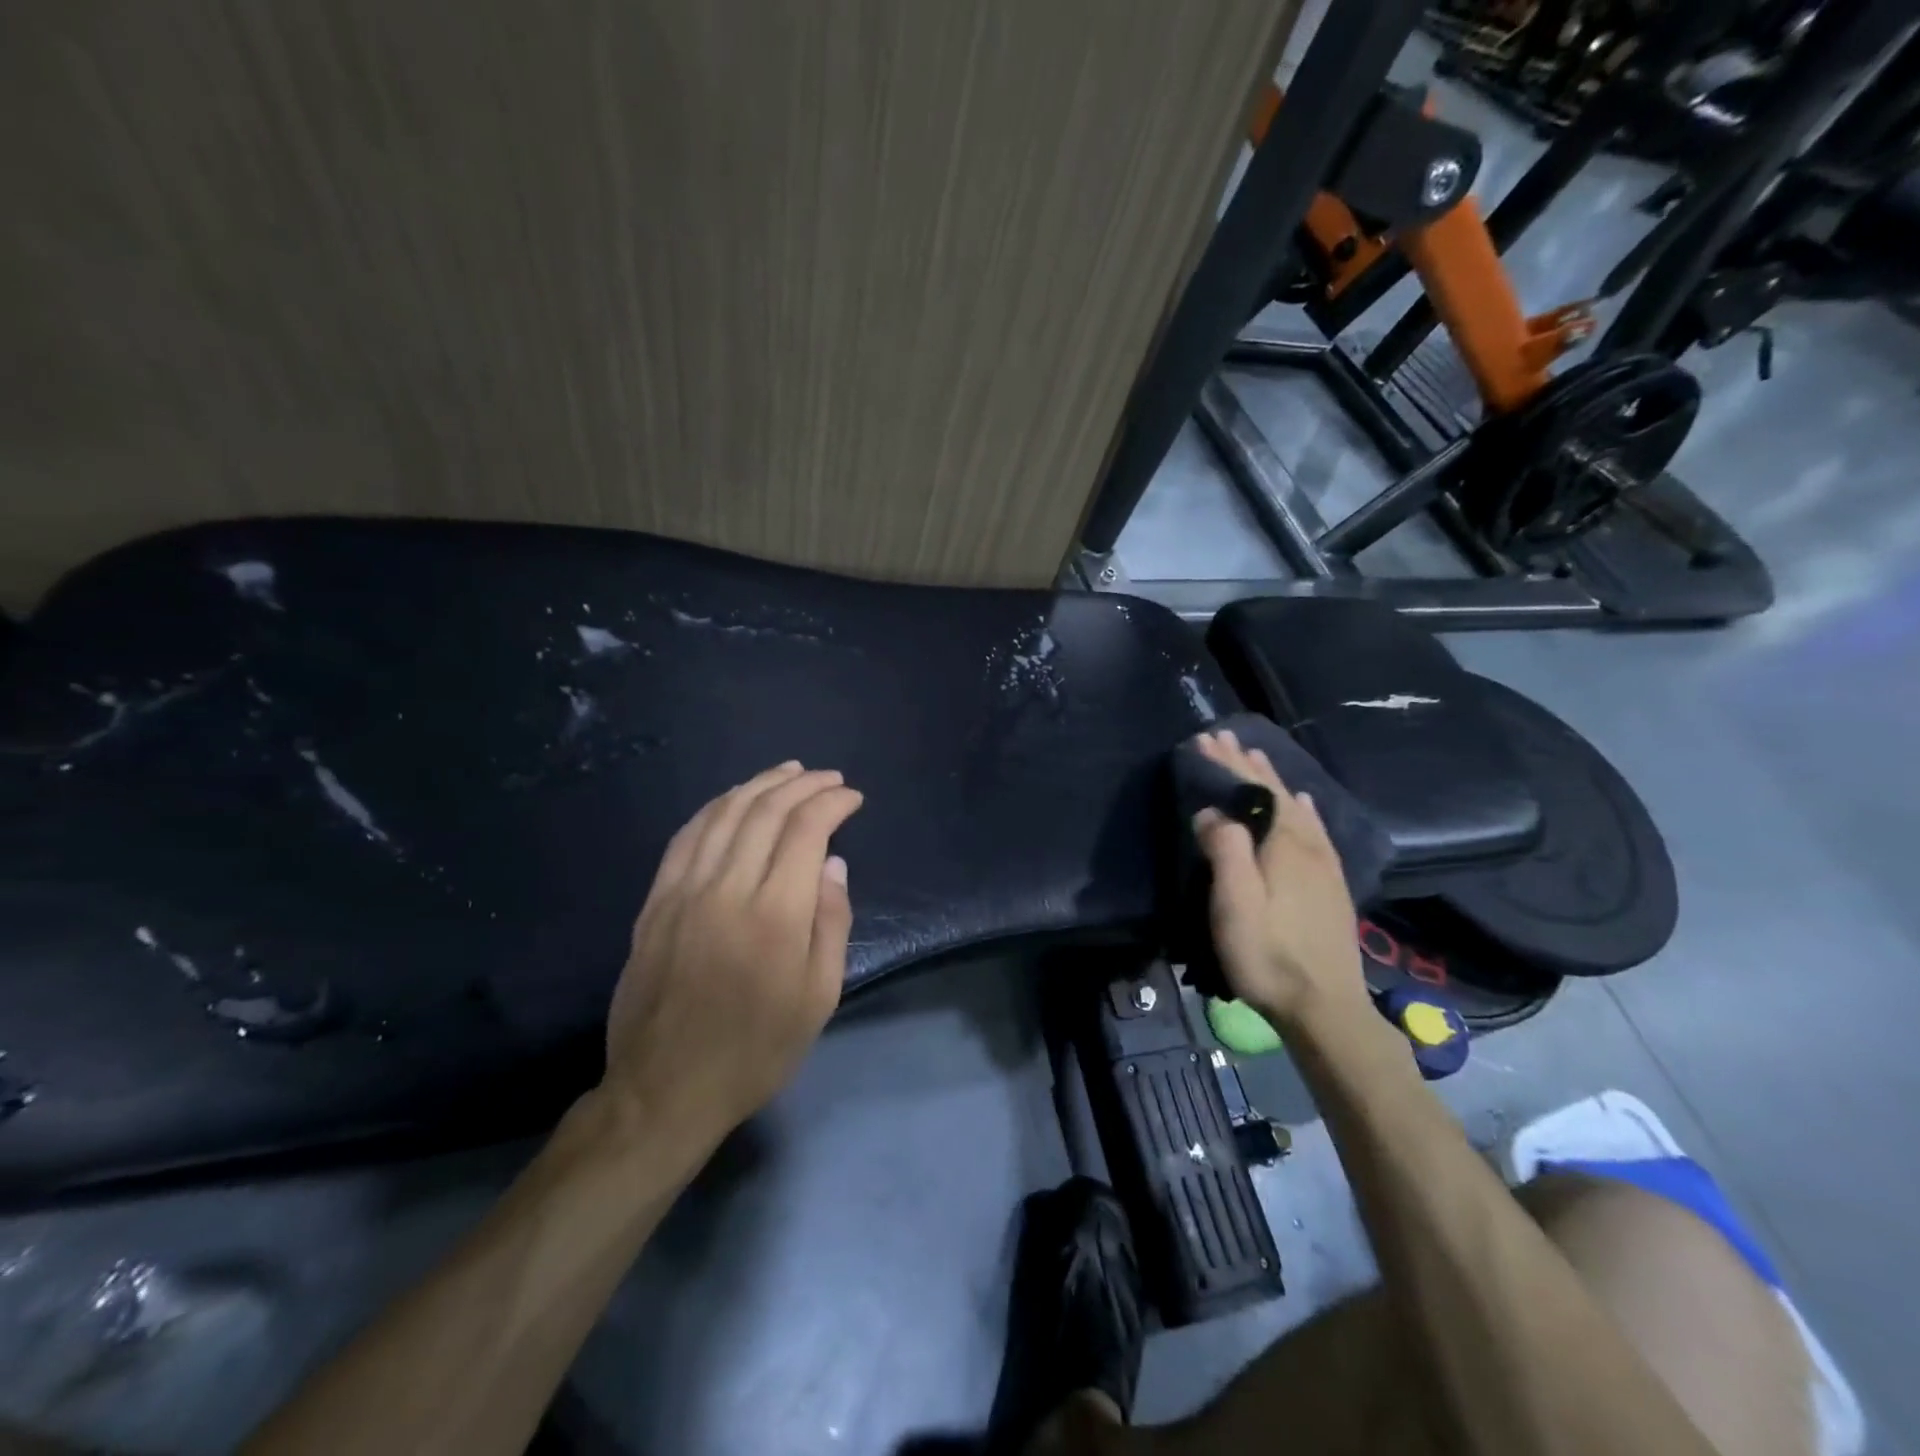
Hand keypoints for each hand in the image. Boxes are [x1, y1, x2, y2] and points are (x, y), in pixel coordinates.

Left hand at [602, 761, 863, 1148]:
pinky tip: (732, 800)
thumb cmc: (755, 1050)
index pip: (806, 831)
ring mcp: (683, 892)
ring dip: (759, 785)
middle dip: (802, 785)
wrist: (665, 1089)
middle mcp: (727, 889)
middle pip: (765, 812)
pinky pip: (686, 837)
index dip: (832, 803)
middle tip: (828, 778)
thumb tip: (833, 865)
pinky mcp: (654, 903)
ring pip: (723, 815)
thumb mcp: (818, 999)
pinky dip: (714, 808)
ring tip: (787, 772)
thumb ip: (831, 924)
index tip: (852, 797)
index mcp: (774, 915)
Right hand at [1192, 730, 1367, 1032]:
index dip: (1228, 764)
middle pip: (1276, 793)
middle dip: (1248, 765)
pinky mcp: (1331, 884)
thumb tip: (1211, 812)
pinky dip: (1303, 807)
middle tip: (1224, 739)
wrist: (1326, 1007)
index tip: (1206, 739)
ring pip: (1296, 807)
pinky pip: (1316, 828)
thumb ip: (1225, 851)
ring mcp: (1324, 865)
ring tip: (1258, 758)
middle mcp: (1308, 846)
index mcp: (1284, 845)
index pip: (1254, 791)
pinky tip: (1303, 803)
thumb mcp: (1235, 905)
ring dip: (1274, 780)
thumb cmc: (1269, 956)